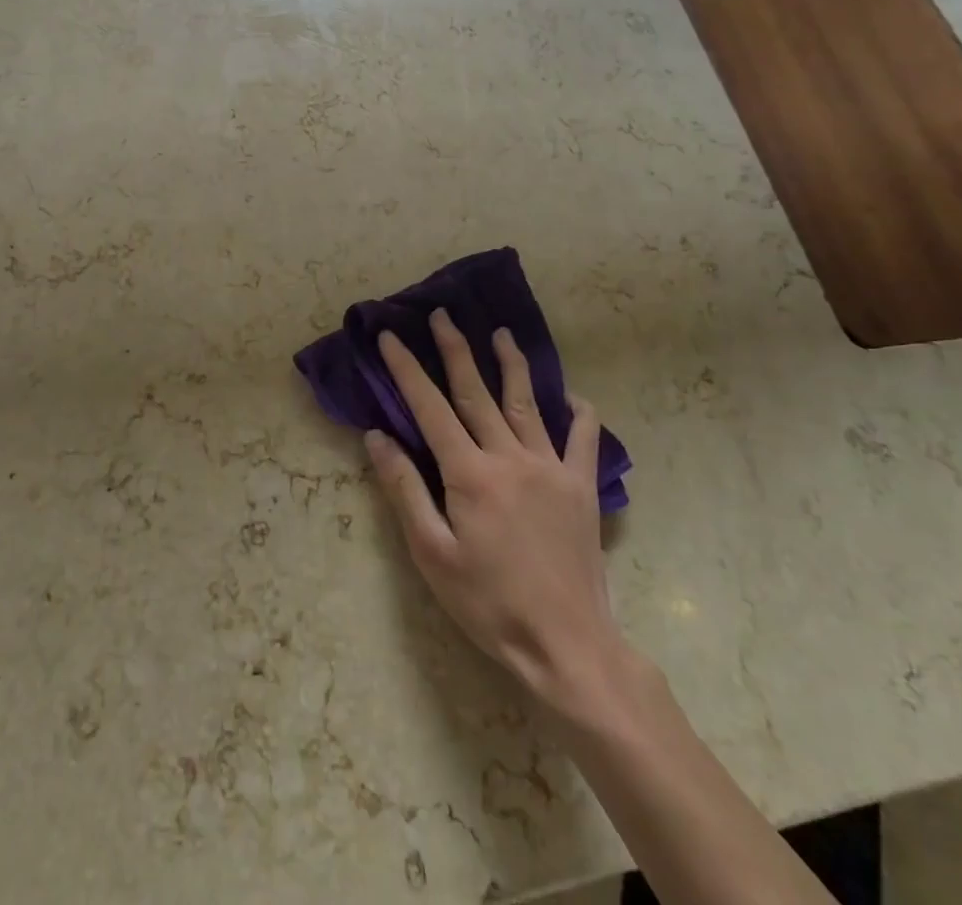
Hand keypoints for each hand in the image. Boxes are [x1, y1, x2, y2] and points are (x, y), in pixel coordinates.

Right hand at [365, 310, 628, 720]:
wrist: (567, 646)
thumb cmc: (489, 604)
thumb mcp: (432, 554)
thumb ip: (404, 489)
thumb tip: (377, 436)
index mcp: (470, 473)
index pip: (430, 407)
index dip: (408, 369)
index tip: (390, 337)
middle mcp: (510, 457)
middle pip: (477, 391)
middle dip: (456, 349)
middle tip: (442, 315)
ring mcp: (551, 468)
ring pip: (527, 403)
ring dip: (511, 364)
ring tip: (501, 333)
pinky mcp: (582, 487)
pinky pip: (584, 440)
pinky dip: (579, 413)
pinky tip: (572, 397)